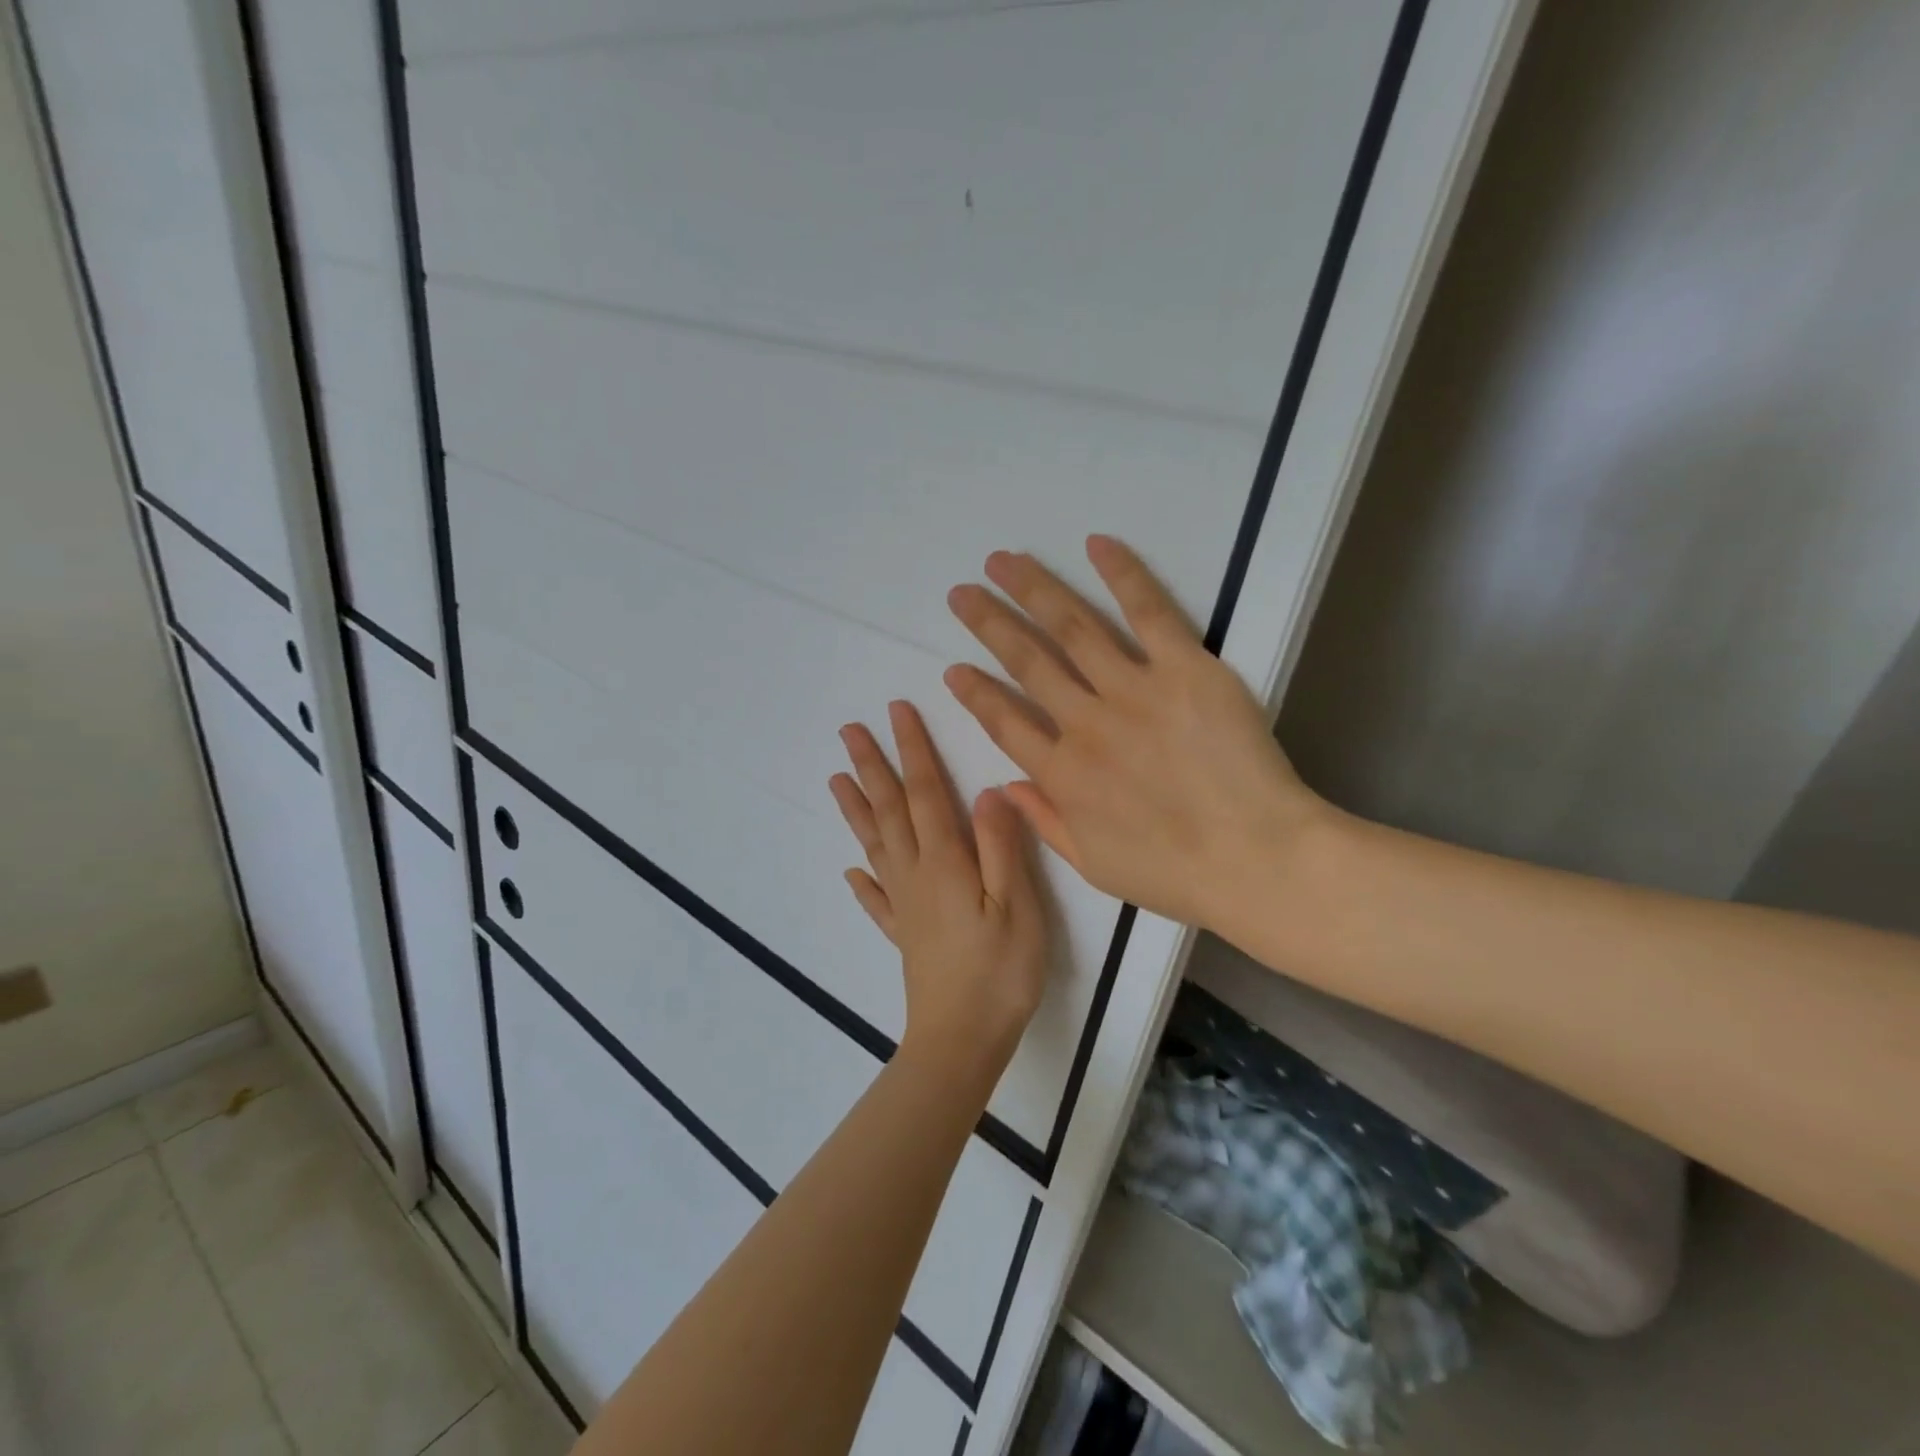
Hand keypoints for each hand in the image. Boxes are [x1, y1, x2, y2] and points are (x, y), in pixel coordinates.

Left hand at [830, 701, 1049, 1071]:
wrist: (961, 1041)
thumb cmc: (999, 972)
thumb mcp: (1017, 906)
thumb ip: (1002, 847)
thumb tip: (988, 790)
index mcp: (944, 862)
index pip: (925, 792)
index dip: (913, 749)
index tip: (897, 711)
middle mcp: (915, 875)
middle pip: (889, 811)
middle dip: (872, 766)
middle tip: (849, 731)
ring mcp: (904, 906)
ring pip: (875, 845)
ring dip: (857, 809)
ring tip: (836, 779)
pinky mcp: (903, 935)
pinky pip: (875, 900)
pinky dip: (862, 881)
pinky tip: (851, 872)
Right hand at [944, 535, 1328, 933]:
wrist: (1257, 860)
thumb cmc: (1176, 875)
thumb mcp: (1095, 866)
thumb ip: (1045, 822)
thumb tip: (1006, 785)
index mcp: (1063, 775)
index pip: (1004, 722)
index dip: (975, 693)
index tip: (953, 668)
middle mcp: (1086, 724)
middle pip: (1027, 663)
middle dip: (989, 624)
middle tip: (961, 592)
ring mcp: (1134, 691)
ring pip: (1072, 629)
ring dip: (1033, 591)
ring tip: (1003, 561)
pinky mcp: (1185, 669)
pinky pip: (1148, 613)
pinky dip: (1121, 575)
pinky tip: (1095, 544)